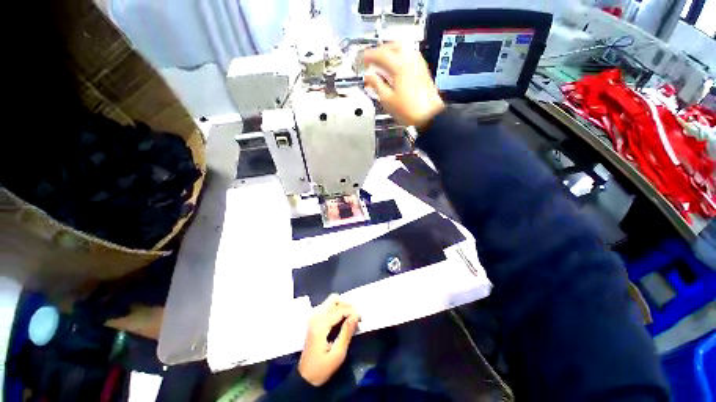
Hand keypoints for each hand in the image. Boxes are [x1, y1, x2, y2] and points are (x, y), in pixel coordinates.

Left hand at [298, 294, 359, 386]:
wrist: (305, 377)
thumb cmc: (322, 368)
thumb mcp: (338, 354)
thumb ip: (347, 332)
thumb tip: (356, 315)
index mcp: (320, 324)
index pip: (339, 308)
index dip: (352, 311)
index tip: (361, 319)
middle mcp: (316, 316)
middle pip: (334, 299)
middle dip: (346, 306)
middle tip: (354, 318)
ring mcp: (313, 316)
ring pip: (331, 301)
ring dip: (342, 307)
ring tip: (349, 320)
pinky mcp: (314, 318)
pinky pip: (327, 306)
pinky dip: (336, 309)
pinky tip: (341, 321)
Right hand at [363, 43, 444, 129]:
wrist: (429, 115)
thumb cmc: (409, 110)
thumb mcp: (387, 100)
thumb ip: (376, 85)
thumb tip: (369, 76)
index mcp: (399, 66)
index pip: (380, 54)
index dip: (368, 55)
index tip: (362, 59)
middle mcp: (410, 60)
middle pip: (392, 45)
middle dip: (380, 50)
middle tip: (372, 59)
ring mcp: (418, 63)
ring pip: (402, 48)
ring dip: (390, 52)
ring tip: (383, 62)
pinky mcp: (422, 69)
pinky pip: (409, 55)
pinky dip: (399, 57)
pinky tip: (395, 67)